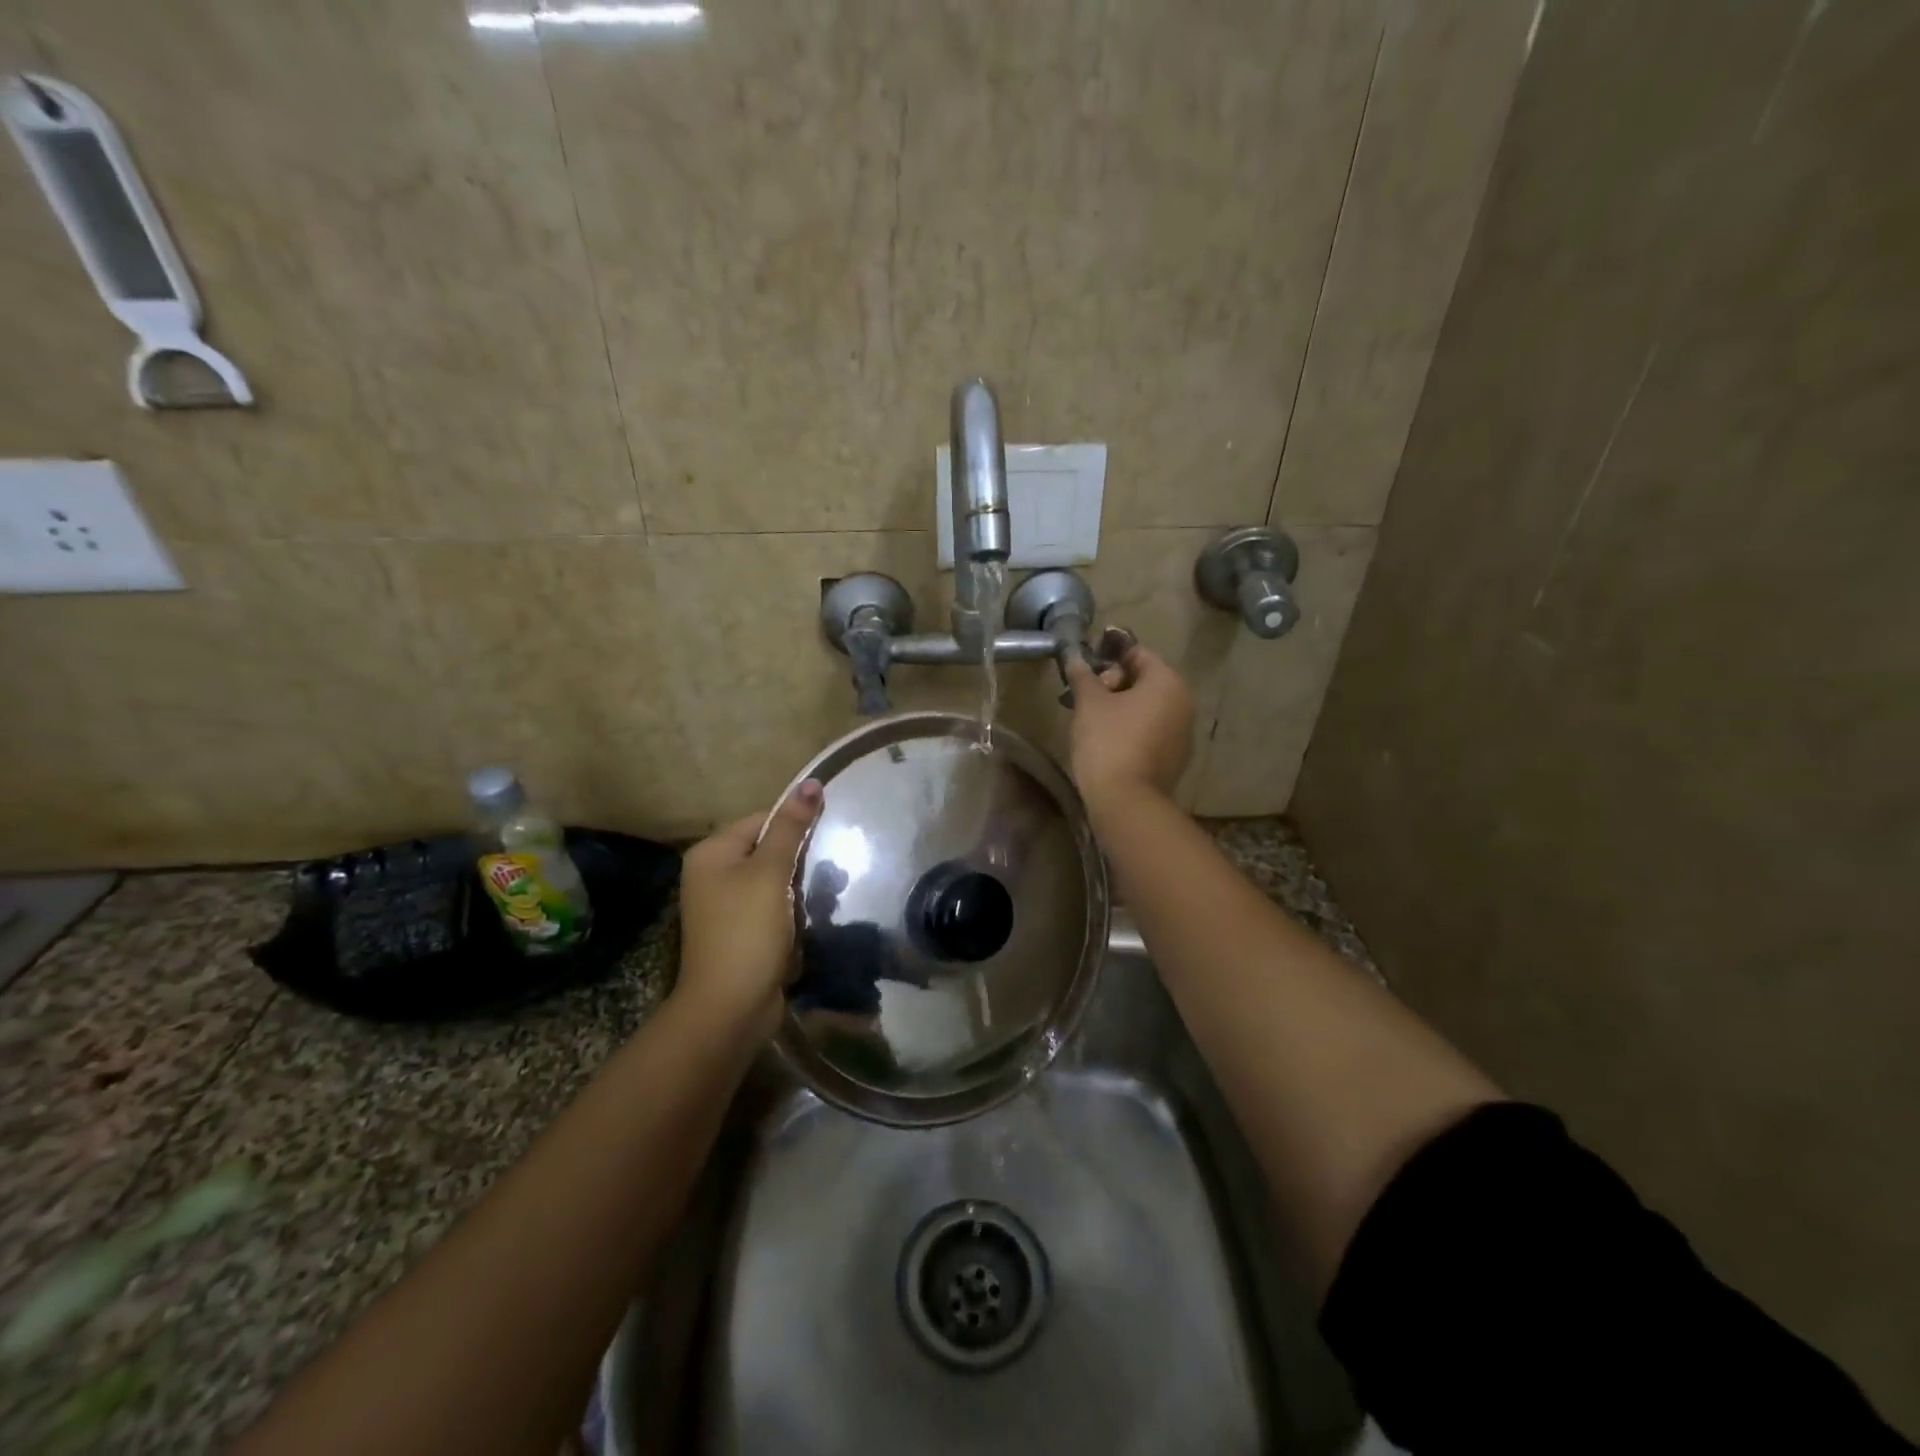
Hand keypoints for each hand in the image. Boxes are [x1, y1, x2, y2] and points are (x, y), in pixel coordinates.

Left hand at [676, 780, 823, 1036]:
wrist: (730, 1008)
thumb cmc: (747, 931)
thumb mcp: (771, 873)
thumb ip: (791, 828)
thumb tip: (811, 782)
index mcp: (712, 853)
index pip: (762, 819)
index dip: (795, 826)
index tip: (826, 839)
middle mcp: (713, 874)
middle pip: (768, 849)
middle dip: (800, 860)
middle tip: (828, 872)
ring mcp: (725, 906)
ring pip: (775, 880)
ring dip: (800, 888)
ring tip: (823, 898)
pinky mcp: (741, 932)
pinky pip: (772, 907)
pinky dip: (792, 911)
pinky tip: (809, 921)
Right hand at [1064, 645, 1193, 808]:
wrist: (1126, 802)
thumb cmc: (1108, 742)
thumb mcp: (1089, 703)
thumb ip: (1083, 675)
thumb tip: (1074, 655)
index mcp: (1168, 682)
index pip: (1137, 653)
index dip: (1108, 656)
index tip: (1083, 667)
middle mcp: (1183, 703)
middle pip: (1144, 680)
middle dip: (1112, 684)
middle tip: (1082, 696)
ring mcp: (1182, 733)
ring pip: (1147, 707)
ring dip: (1119, 707)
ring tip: (1089, 718)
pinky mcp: (1174, 758)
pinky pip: (1150, 731)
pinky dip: (1130, 728)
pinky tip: (1105, 740)